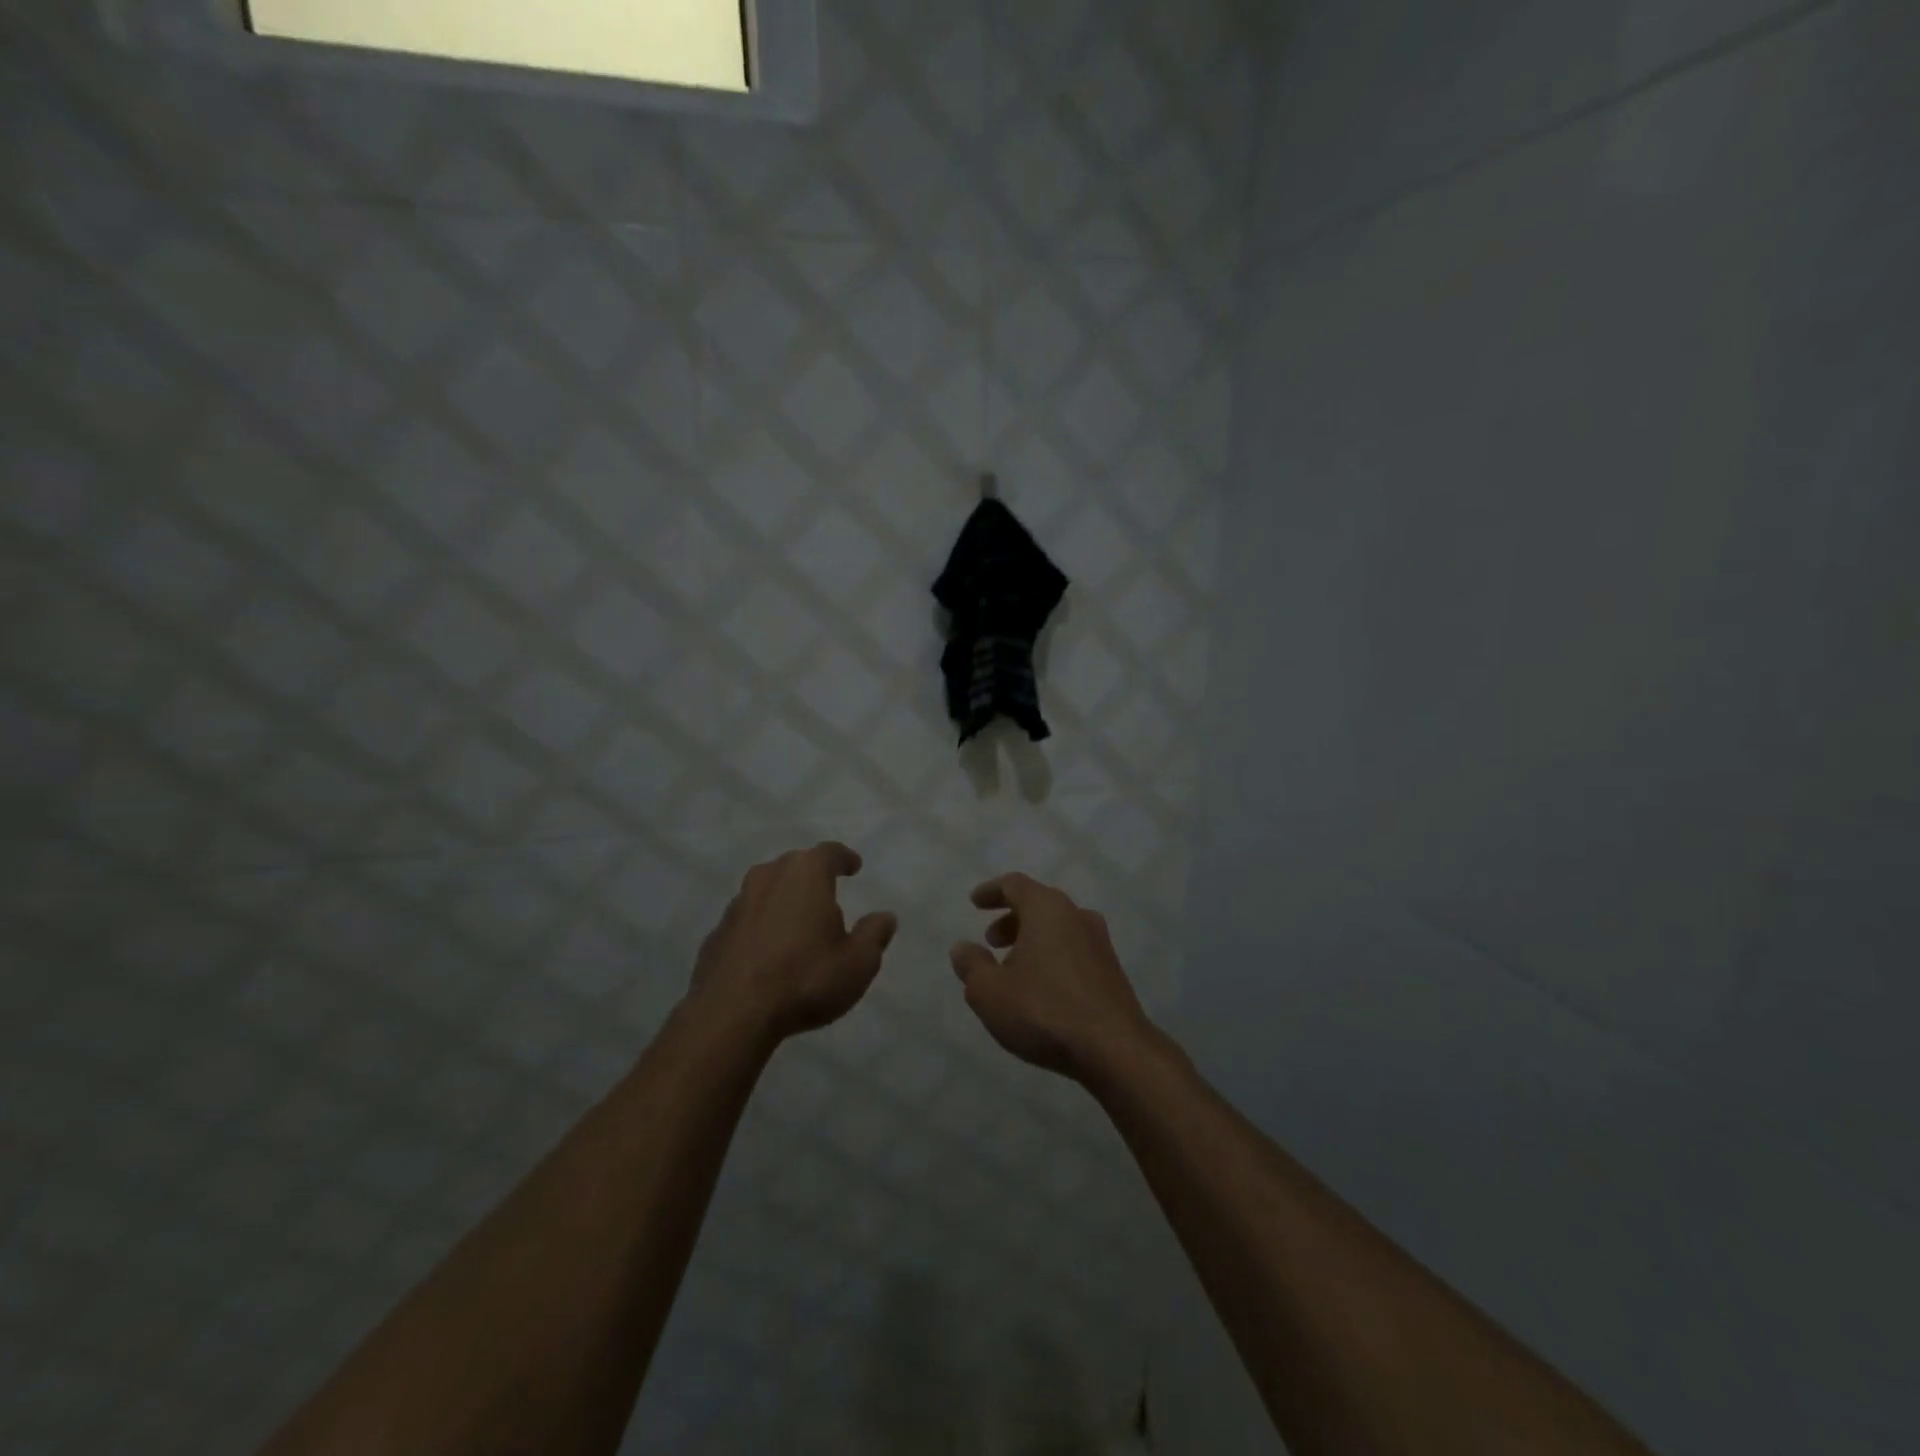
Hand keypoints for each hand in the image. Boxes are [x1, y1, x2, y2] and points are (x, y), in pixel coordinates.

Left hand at [688, 843, 896, 1043]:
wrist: (732, 1014)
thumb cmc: (805, 979)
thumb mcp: (858, 963)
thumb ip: (874, 935)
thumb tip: (885, 916)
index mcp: (805, 874)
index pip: (829, 853)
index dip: (844, 858)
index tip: (854, 867)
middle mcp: (769, 877)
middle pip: (794, 865)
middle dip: (811, 875)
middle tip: (827, 892)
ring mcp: (737, 904)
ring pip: (766, 889)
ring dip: (783, 899)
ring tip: (797, 921)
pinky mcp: (717, 933)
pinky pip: (747, 919)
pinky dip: (761, 925)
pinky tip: (768, 950)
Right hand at [950, 873, 1155, 1081]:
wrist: (1114, 1049)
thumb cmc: (1043, 1010)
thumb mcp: (989, 992)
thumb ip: (971, 965)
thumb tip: (962, 948)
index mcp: (1047, 908)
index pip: (1014, 885)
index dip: (992, 891)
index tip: (975, 902)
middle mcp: (1077, 915)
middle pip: (1039, 905)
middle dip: (1011, 919)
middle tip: (991, 941)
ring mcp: (1100, 943)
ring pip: (1058, 929)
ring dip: (1032, 941)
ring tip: (1013, 970)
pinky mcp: (1112, 971)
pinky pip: (1074, 951)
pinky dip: (1052, 957)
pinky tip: (1041, 989)